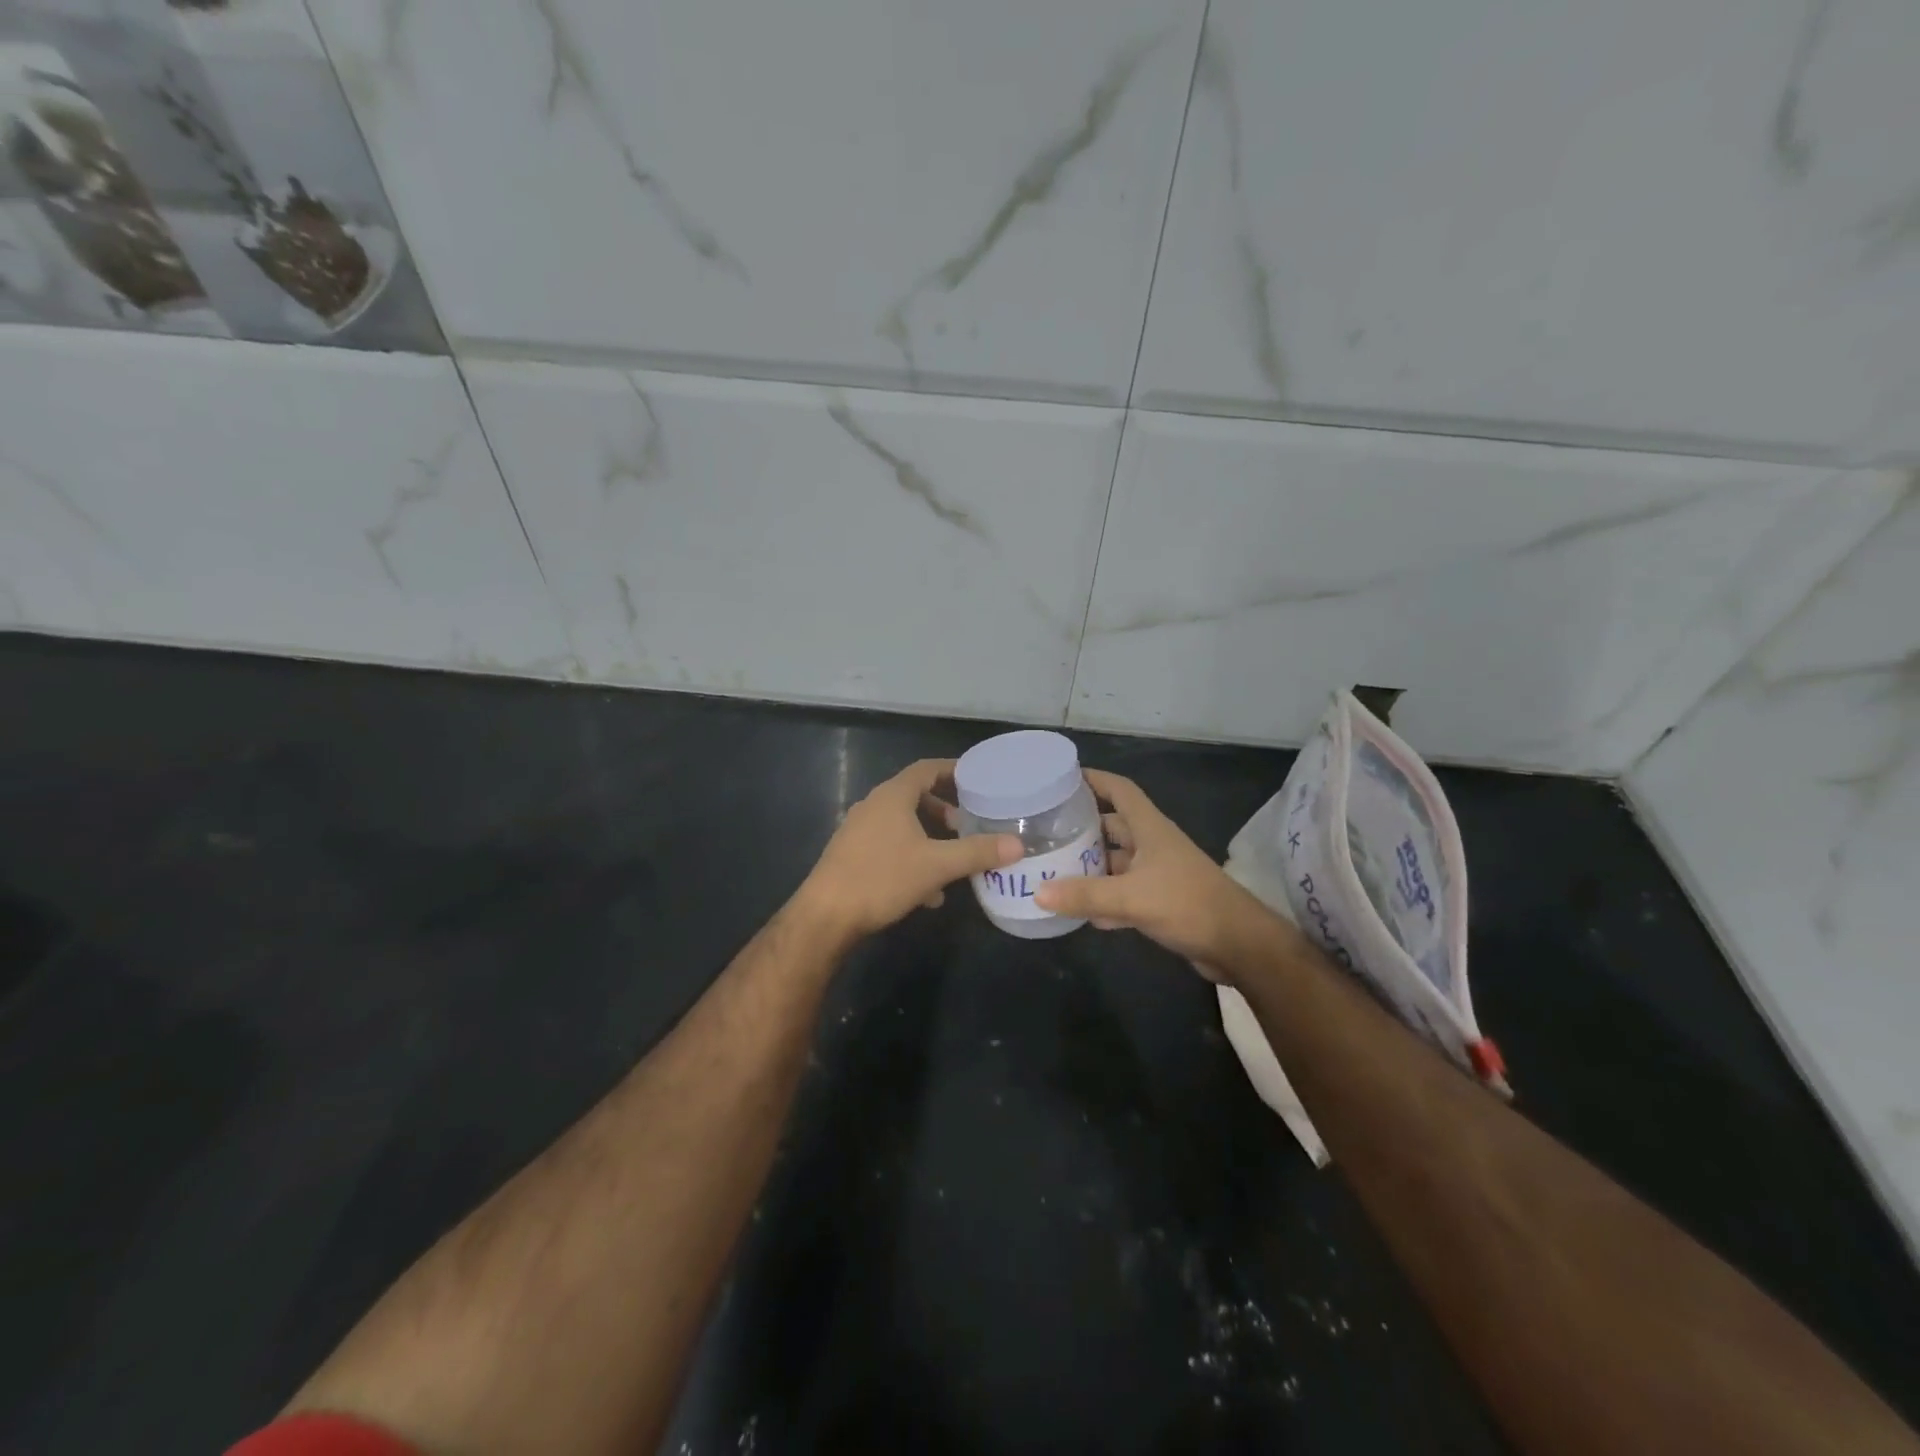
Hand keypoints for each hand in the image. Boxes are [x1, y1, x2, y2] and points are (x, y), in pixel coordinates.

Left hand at [796, 758, 1023, 941]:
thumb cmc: (882, 879)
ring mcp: (859, 831)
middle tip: (968, 823)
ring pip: (902, 825)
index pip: (926, 769)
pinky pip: (890, 846)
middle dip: (944, 809)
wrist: (826, 916)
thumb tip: (1017, 844)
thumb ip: (977, 852)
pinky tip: (928, 892)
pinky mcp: (852, 856)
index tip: (978, 779)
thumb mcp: (937, 866)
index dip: (953, 770)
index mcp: (892, 796)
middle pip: (914, 796)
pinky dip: (912, 858)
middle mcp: (873, 806)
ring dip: (929, 837)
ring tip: (953, 858)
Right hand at [1033, 769, 1276, 972]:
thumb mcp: (1131, 897)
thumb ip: (1085, 895)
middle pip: (1112, 826)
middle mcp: (1153, 845)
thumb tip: (1038, 893)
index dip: (1094, 779)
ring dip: (1090, 866)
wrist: (1238, 945)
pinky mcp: (1160, 902)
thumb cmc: (1187, 904)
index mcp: (1150, 828)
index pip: (1120, 790)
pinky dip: (1103, 900)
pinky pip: (1124, 893)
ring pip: (1116, 862)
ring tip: (1051, 869)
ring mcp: (1158, 874)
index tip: (1062, 778)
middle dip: (1082, 827)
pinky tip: (1079, 912)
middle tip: (1045, 831)